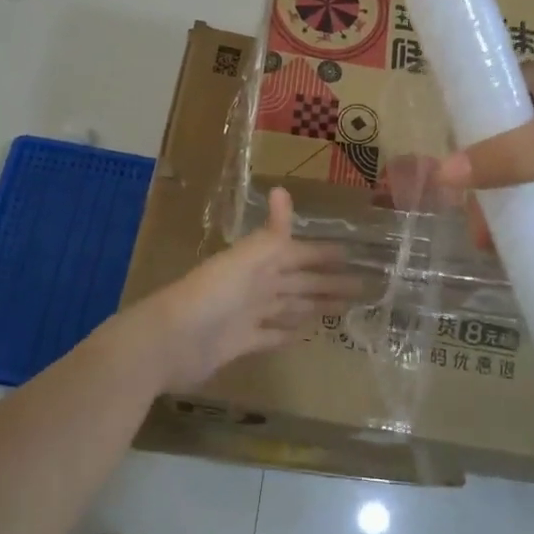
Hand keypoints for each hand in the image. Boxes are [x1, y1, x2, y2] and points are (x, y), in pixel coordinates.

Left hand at [132, 188, 360, 388]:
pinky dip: (288, 333)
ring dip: (313, 305)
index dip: (324, 254)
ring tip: (343, 307)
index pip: (298, 254)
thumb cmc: (209, 296)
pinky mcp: (240, 343)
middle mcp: (254, 286)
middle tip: (364, 286)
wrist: (169, 342)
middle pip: (299, 281)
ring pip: (289, 306)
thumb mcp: (245, 262)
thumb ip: (269, 234)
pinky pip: (271, 335)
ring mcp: (247, 315)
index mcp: (257, 263)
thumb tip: (282, 190)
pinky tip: (306, 334)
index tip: (354, 253)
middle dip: (329, 282)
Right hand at [433, 57, 533, 205]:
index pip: (488, 96)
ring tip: (496, 234)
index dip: (466, 131)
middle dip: (487, 175)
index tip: (454, 173)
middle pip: (507, 133)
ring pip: (533, 158)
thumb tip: (441, 176)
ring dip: (514, 193)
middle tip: (476, 218)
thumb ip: (505, 159)